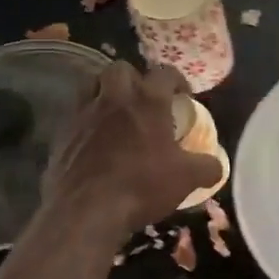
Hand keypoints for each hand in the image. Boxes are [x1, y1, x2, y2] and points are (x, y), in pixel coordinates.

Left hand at [43, 63, 222, 240]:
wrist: (86, 210)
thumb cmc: (142, 186)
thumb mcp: (186, 179)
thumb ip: (206, 167)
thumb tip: (217, 165)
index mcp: (148, 101)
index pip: (164, 73)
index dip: (177, 80)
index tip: (183, 95)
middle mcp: (113, 98)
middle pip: (121, 69)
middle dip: (134, 78)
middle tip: (143, 99)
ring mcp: (83, 113)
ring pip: (91, 84)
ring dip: (104, 91)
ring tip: (115, 112)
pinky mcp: (61, 134)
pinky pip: (75, 115)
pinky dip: (86, 121)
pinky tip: (94, 140)